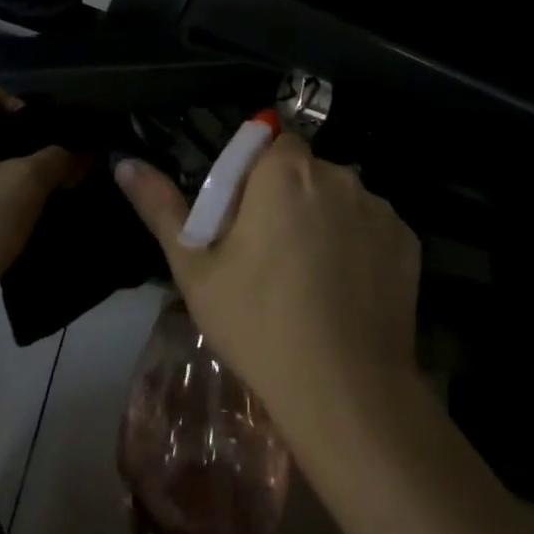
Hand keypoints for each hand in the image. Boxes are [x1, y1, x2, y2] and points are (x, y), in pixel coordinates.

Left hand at [0, 89, 81, 374]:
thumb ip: (57, 161)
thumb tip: (80, 154)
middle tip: (75, 168)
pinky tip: (39, 232)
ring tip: (65, 200)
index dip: (31, 107)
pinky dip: (11, 218)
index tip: (65, 132)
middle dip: (36, 151)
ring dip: (27, 189)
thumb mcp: (22, 185)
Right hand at [114, 135, 421, 430]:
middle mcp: (339, 175)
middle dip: (287, 195)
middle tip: (268, 253)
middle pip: (304, 169)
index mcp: (286, 172)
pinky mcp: (408, 242)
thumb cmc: (258, 323)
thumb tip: (125, 162)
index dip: (252, 174)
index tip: (242, 217)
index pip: (270, 141)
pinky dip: (357, 244)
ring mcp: (379, 209)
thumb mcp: (196, 268)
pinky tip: (344, 289)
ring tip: (309, 277)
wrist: (346, 393)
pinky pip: (371, 227)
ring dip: (323, 217)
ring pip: (339, 197)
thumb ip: (161, 207)